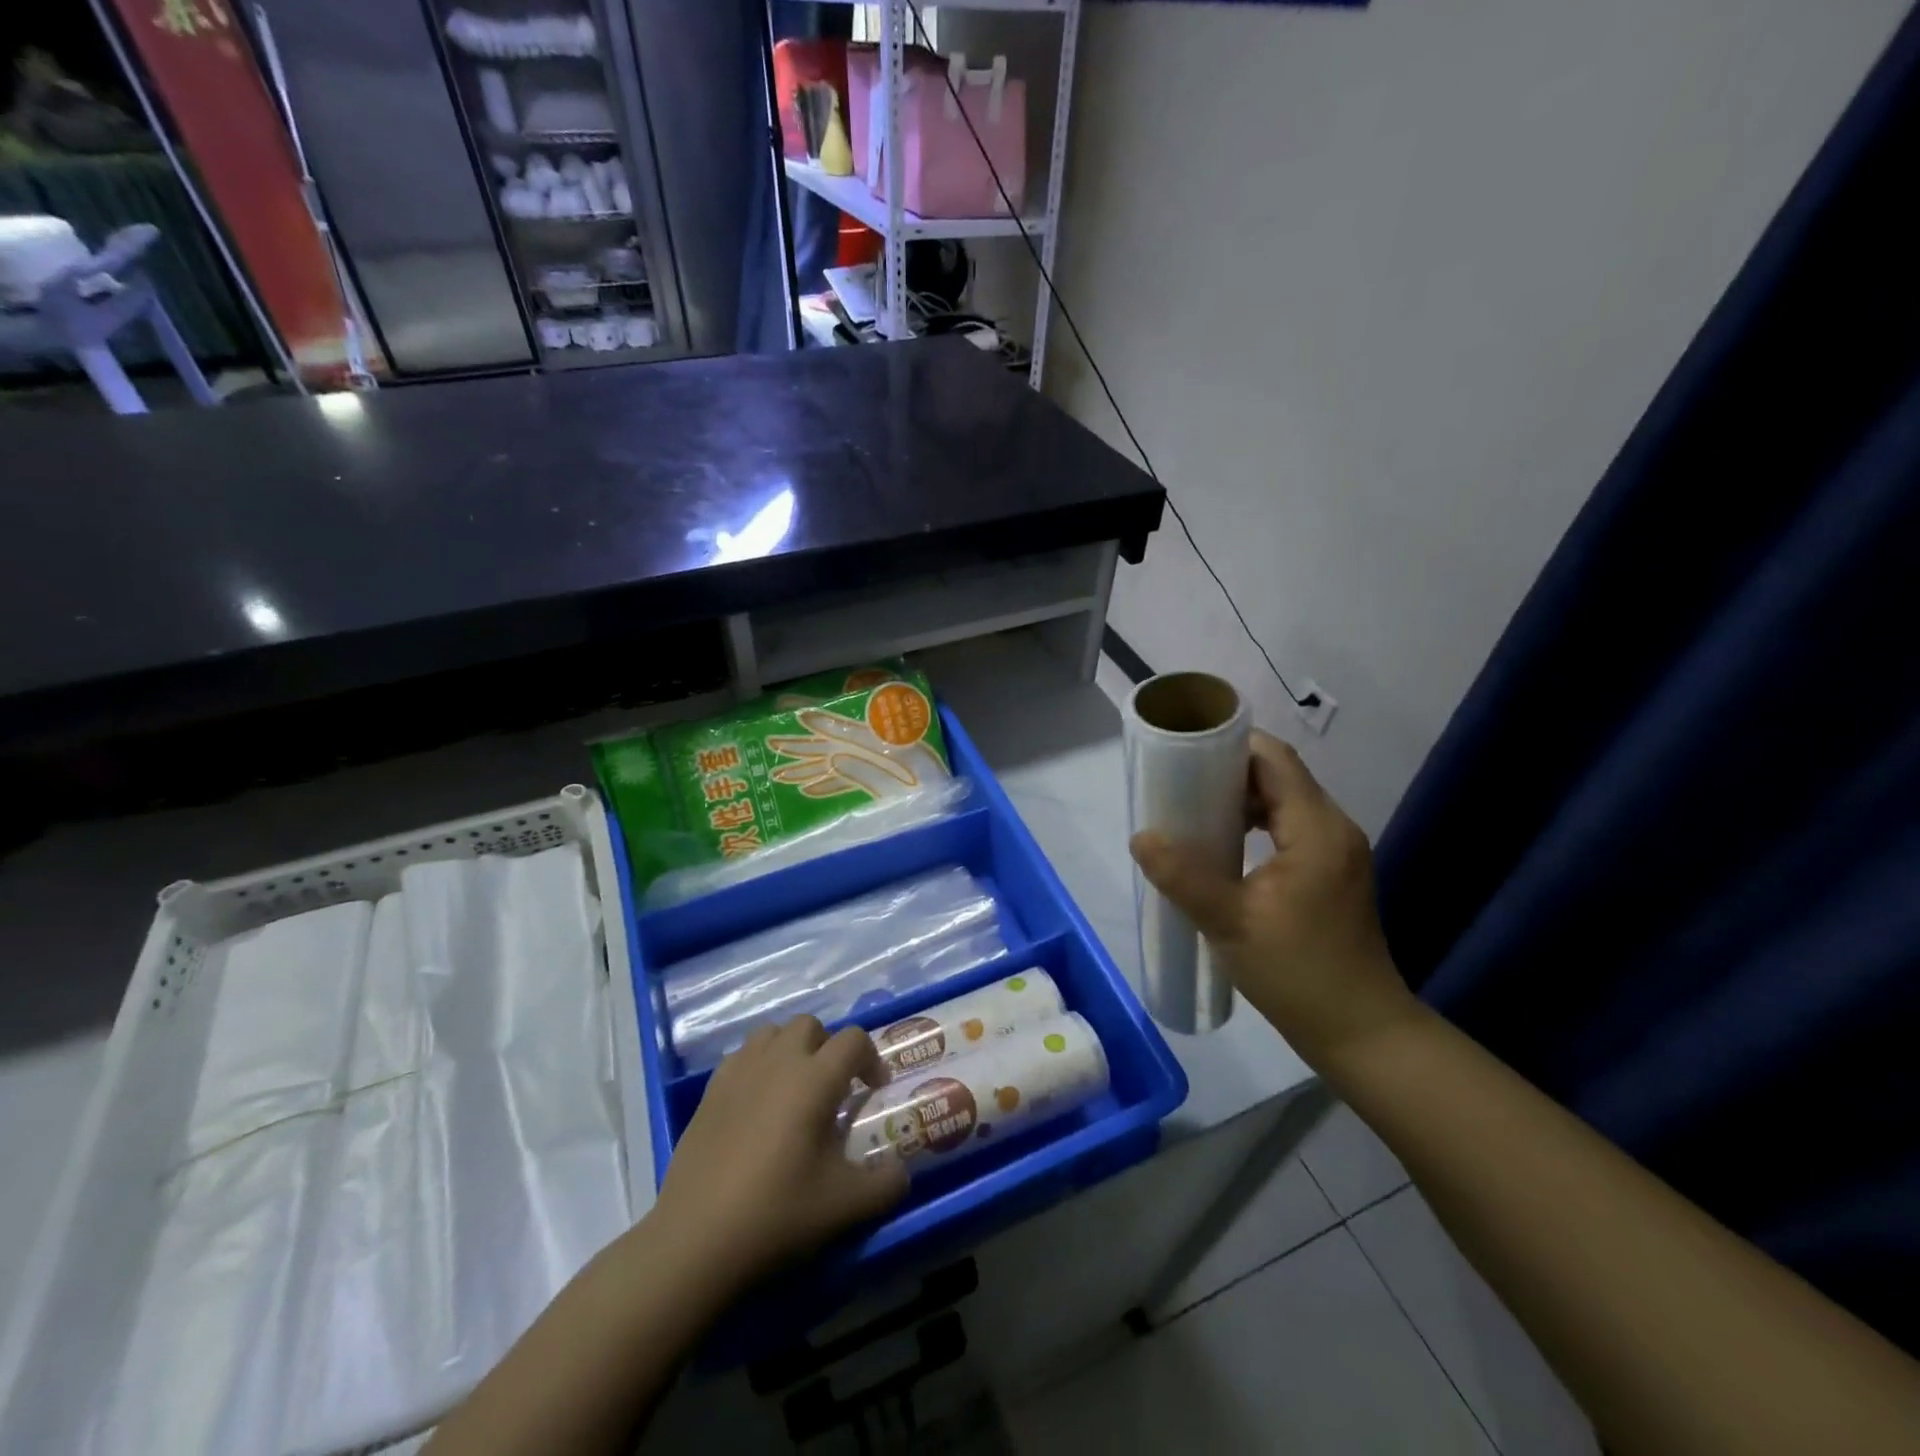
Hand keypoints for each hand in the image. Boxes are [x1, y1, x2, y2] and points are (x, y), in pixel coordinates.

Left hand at [651, 1018, 909, 1295]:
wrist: (696, 1240)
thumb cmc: (777, 1213)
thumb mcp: (845, 1206)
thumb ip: (886, 1185)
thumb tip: (901, 1173)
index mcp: (815, 1079)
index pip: (854, 1040)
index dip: (871, 1059)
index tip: (874, 1091)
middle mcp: (778, 1061)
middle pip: (810, 1025)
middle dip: (828, 1047)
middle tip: (833, 1088)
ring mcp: (739, 1072)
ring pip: (772, 1034)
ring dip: (791, 1050)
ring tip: (795, 1089)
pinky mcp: (710, 1091)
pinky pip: (742, 1057)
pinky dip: (758, 1066)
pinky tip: (758, 1105)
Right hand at [1129, 730, 1420, 1068]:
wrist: (1360, 1031)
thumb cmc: (1297, 972)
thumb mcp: (1230, 923)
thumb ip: (1184, 876)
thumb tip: (1141, 837)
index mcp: (1316, 829)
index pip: (1274, 759)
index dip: (1229, 745)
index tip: (1183, 752)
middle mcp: (1334, 828)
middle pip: (1279, 775)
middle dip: (1227, 772)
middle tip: (1178, 784)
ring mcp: (1337, 851)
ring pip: (1285, 801)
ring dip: (1242, 799)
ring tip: (1194, 812)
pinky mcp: (1332, 872)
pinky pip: (1292, 827)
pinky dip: (1257, 823)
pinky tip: (1225, 846)